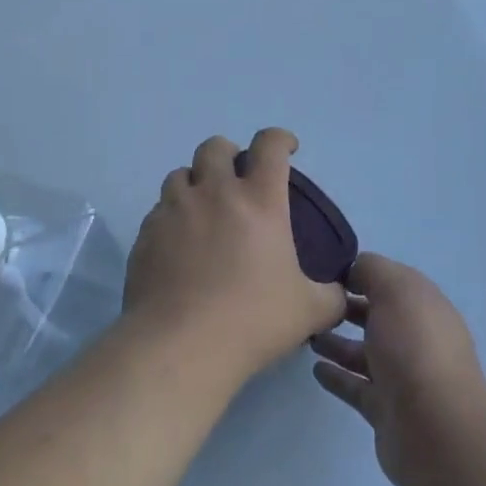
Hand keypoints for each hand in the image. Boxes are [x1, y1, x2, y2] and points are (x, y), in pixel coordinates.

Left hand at [124, 129, 345, 383]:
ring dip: (195, 183)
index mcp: (259, 200)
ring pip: (180, 174)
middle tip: (235, 178)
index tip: (286, 148)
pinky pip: (158, 210)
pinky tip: (178, 245)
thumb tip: (340, 294)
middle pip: (215, 147)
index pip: (269, 145)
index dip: (279, 139)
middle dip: (227, 153)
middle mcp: (214, 192)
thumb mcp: (309, 312)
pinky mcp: (146, 233)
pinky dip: (171, 217)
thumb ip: (331, 296)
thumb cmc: (252, 320)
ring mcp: (175, 210)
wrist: (180, 346)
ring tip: (202, 209)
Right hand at [310, 253, 485, 485]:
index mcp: (423, 305)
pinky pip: (356, 386)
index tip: (322, 269)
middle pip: (376, 315)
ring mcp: (402, 376)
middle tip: (309, 302)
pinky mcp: (386, 409)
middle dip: (346, 305)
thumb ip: (371, 270)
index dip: (359, 271)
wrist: (436, 431)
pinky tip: (315, 368)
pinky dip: (337, 376)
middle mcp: (415, 337)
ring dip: (337, 341)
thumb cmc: (415, 348)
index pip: (388, 279)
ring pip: (364, 351)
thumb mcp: (395, 291)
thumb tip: (353, 268)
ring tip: (306, 333)